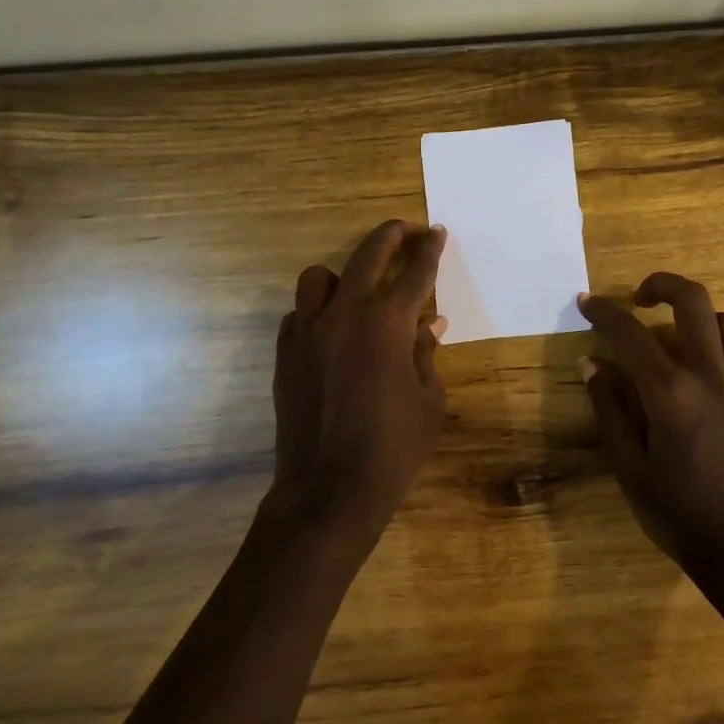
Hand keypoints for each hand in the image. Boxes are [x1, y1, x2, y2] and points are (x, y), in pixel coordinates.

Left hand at [269, 220, 448, 548]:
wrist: (329, 491)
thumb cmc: (394, 449)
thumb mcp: (429, 400)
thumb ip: (426, 352)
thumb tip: (431, 322)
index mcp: (388, 323)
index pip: (415, 272)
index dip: (430, 249)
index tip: (437, 232)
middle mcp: (345, 314)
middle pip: (368, 255)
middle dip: (392, 236)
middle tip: (407, 231)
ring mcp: (308, 333)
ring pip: (318, 277)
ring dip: (343, 275)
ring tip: (360, 292)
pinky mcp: (285, 355)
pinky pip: (298, 314)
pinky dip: (317, 312)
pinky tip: (332, 332)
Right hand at [578, 273, 723, 575]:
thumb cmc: (675, 512)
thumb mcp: (627, 465)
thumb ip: (609, 409)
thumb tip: (593, 365)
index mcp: (671, 393)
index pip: (630, 334)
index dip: (604, 312)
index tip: (586, 301)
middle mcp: (710, 377)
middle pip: (695, 303)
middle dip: (663, 285)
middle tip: (640, 298)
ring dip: (703, 319)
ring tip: (680, 336)